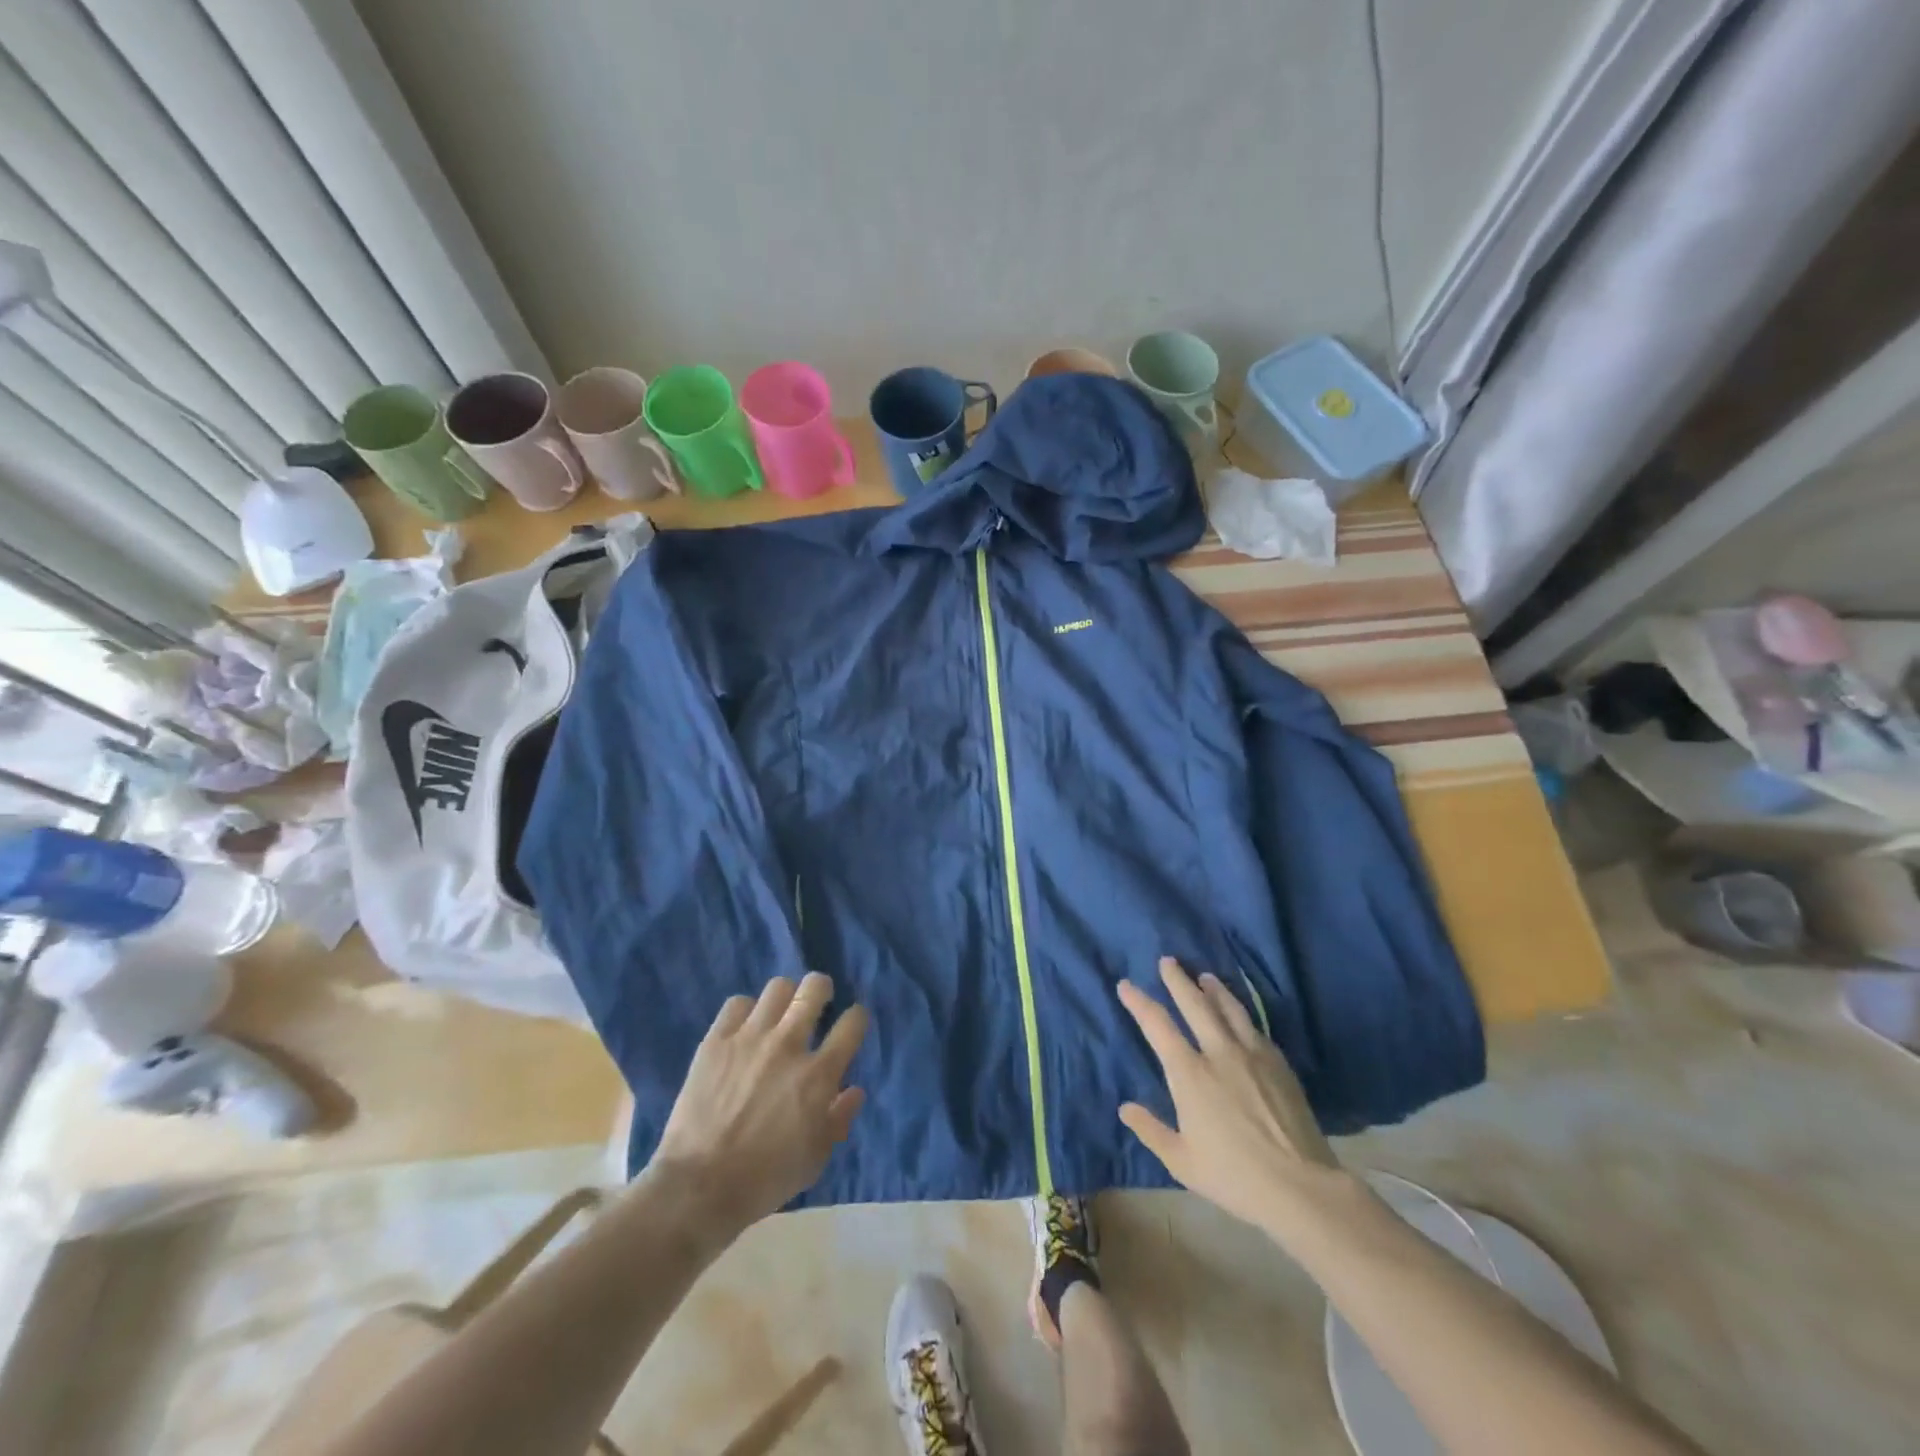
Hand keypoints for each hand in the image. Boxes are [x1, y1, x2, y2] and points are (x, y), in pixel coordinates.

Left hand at [651, 972, 867, 1232]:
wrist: (699, 1187)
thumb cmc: (766, 1178)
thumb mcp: (816, 1158)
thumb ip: (840, 1118)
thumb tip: (854, 1090)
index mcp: (819, 1074)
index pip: (852, 1024)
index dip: (857, 1017)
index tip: (852, 1023)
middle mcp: (788, 1045)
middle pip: (814, 989)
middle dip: (822, 989)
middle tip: (818, 1001)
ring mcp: (750, 1038)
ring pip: (777, 987)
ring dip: (785, 997)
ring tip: (780, 1012)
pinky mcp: (716, 1041)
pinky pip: (736, 1004)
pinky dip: (746, 1011)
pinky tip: (744, 1028)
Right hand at [1117, 957, 1343, 1229]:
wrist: (1300, 1186)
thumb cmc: (1233, 1176)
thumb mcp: (1182, 1161)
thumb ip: (1151, 1131)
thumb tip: (1126, 1108)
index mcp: (1189, 1073)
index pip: (1157, 1025)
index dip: (1139, 1002)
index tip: (1126, 985)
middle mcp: (1219, 1052)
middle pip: (1195, 1004)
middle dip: (1178, 980)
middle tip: (1168, 961)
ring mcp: (1253, 1054)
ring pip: (1229, 1009)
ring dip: (1214, 989)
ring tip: (1205, 976)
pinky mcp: (1279, 1064)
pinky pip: (1255, 1027)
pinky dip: (1240, 1013)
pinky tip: (1240, 1015)